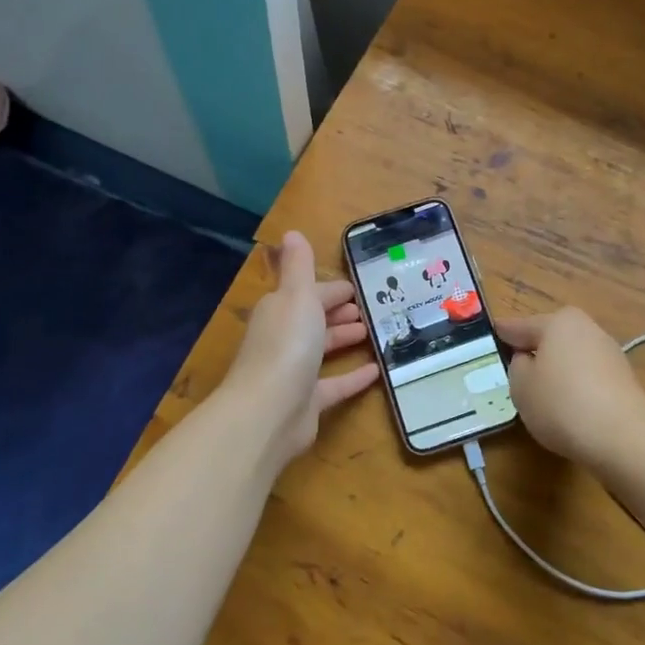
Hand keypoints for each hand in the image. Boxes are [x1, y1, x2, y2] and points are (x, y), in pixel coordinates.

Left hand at [221, 231, 379, 467]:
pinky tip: (376, 372)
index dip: (331, 290)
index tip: (356, 288)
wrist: (269, 412)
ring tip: (372, 333)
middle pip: (313, 320)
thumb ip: (299, 266)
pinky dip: (353, 377)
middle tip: (368, 309)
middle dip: (337, 312)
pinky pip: (334, 385)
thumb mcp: (297, 295)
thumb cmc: (287, 345)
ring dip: (344, 339)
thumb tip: (291, 232)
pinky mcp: (306, 403)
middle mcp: (282, 338)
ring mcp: (293, 372)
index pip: (307, 294)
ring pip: (321, 350)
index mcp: (279, 310)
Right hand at [498, 308, 644, 469]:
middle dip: (534, 352)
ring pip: (570, 358)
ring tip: (541, 397)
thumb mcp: (521, 386)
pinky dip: (575, 388)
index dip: (503, 334)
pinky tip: (568, 409)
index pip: (521, 326)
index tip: (492, 335)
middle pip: (550, 339)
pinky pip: (588, 378)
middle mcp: (587, 329)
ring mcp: (609, 354)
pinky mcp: (624, 381)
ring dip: (556, 372)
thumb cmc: (562, 404)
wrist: (624, 439)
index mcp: (559, 322)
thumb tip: (528, 360)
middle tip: (514, 371)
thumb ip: (517, 367)